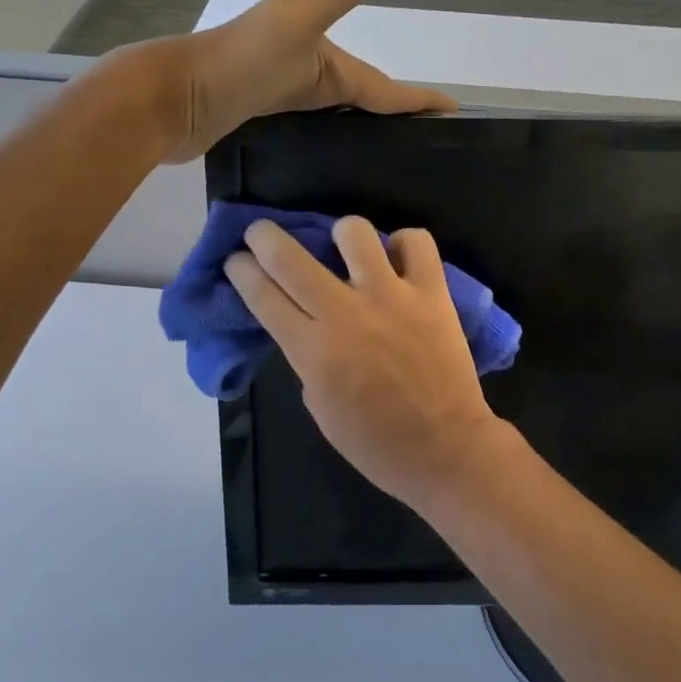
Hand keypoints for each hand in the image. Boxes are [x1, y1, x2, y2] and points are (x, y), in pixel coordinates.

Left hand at [140, 0, 455, 163]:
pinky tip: (337, 168)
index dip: (420, 100)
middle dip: (397, 119)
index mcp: (327, 61)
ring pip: (339, 120)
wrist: (173, 98)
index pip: (386, 87)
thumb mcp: (300, 18)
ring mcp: (285, 103)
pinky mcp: (263, 127)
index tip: (455, 114)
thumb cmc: (241, 62)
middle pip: (365, 102)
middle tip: (426, 149)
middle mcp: (310, 79)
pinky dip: (332, 146)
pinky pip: (312, 136)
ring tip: (390, 166)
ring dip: (364, 133)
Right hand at [224, 217, 524, 510]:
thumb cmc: (375, 442)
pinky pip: (416, 242)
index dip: (241, 271)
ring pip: (354, 232)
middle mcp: (345, 313)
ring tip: (346, 247)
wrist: (444, 449)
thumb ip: (307, 358)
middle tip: (261, 233)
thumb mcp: (319, 406)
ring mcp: (391, 296)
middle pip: (289, 257)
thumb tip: (306, 323)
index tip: (235, 259)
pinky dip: (404, 244)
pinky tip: (399, 260)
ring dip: (341, 234)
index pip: (263, 295)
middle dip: (264, 237)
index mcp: (313, 349)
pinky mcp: (431, 291)